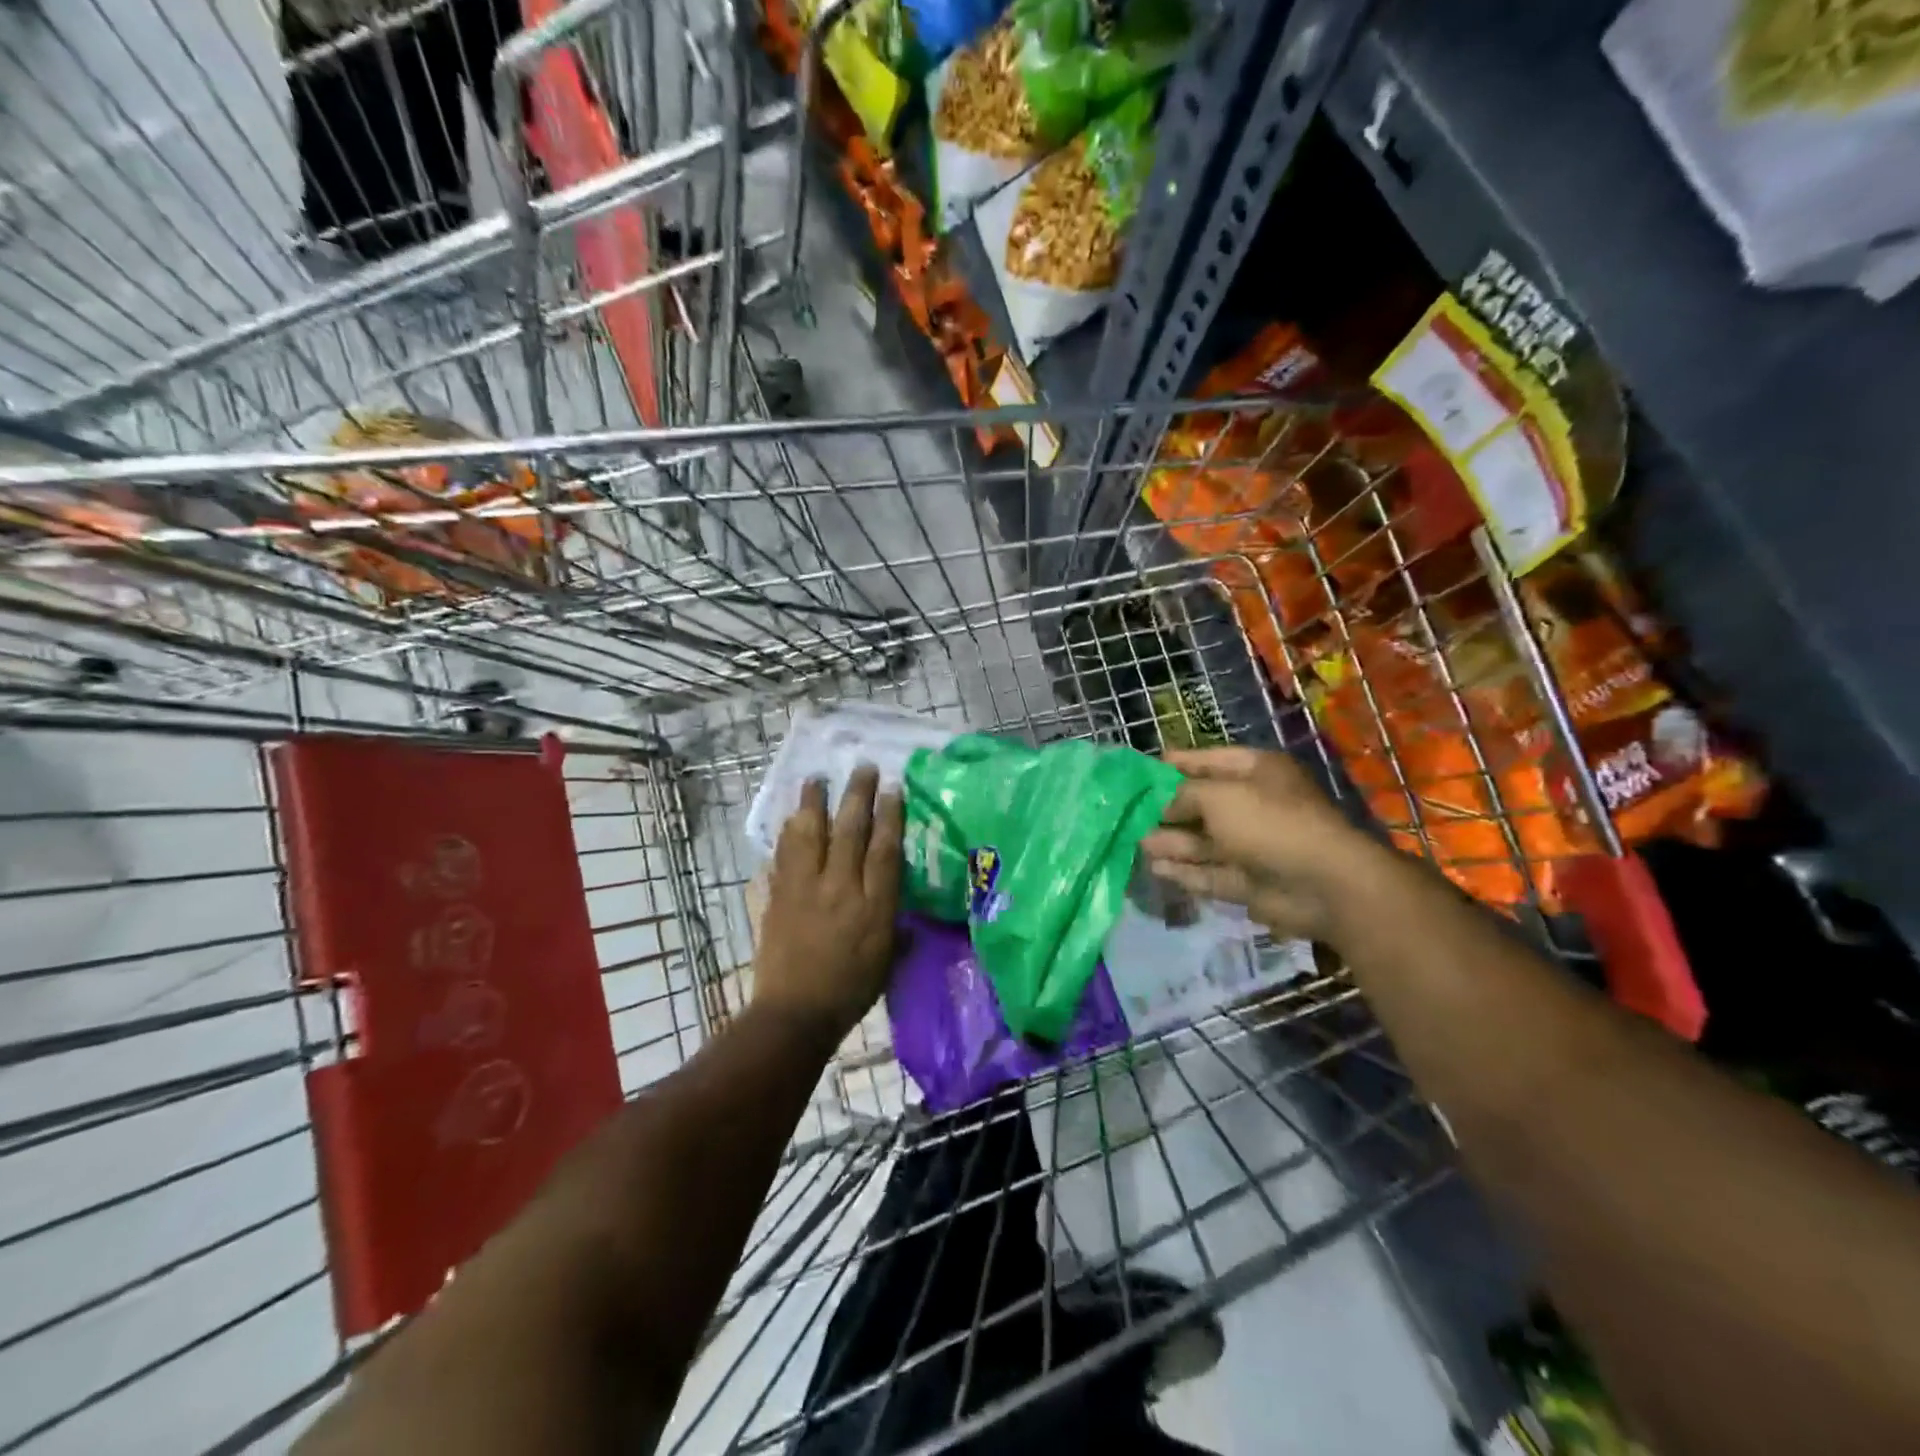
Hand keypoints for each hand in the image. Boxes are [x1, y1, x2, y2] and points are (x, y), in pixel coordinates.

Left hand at [754, 765, 903, 1042]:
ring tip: (817, 778)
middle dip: (858, 794)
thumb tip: (907, 914)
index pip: (883, 849)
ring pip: (810, 833)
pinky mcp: (778, 895)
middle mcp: (839, 888)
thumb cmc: (850, 991)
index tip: (893, 787)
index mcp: (872, 906)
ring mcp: (804, 889)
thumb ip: (897, 929)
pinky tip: (792, 817)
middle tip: (863, 767)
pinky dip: (789, 831)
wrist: (795, 1014)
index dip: (890, 815)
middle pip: (849, 830)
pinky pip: (784, 853)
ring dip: (814, 802)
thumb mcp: (887, 961)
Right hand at [1141, 747, 1382, 939]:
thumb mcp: (1219, 796)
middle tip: (1129, 813)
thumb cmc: (1270, 823)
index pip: (1208, 761)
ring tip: (1135, 842)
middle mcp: (1253, 805)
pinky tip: (1156, 868)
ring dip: (1171, 842)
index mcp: (1256, 772)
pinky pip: (1209, 872)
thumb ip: (1182, 795)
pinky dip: (1184, 871)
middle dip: (1166, 809)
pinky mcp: (1247, 881)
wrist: (1323, 884)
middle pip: (1201, 803)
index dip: (1175, 764)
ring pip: (1202, 841)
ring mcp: (1251, 845)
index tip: (1140, 772)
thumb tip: (1160, 807)